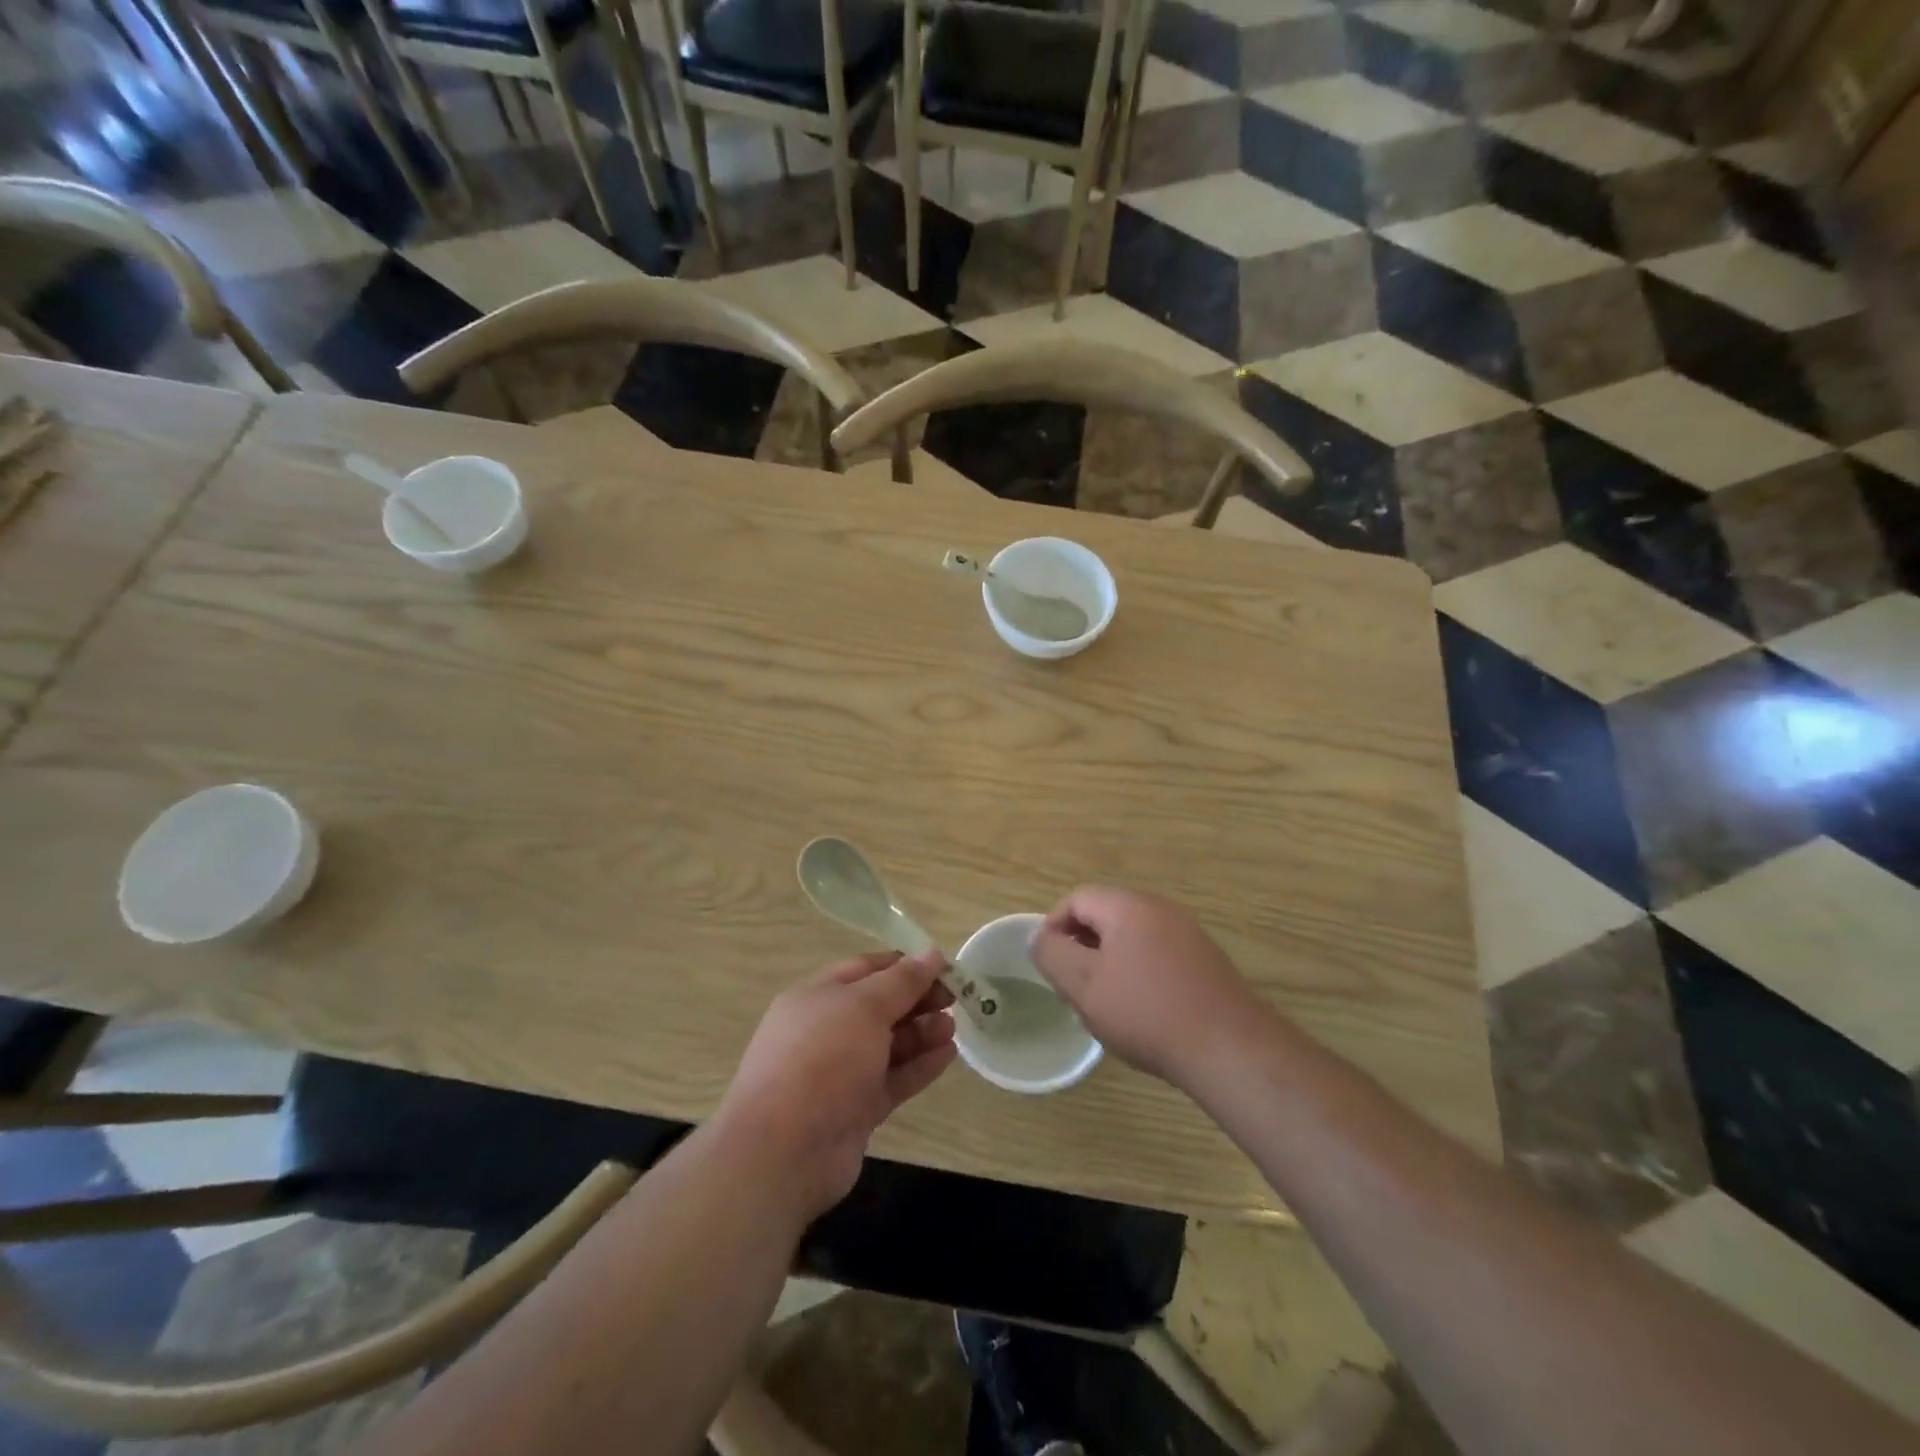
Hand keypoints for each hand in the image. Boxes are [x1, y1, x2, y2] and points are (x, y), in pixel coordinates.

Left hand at [715, 950, 956, 1222]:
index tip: (942, 967)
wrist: (784, 1151)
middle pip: (878, 1007)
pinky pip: (893, 1079)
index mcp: (816, 997)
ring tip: (953, 1027)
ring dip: (921, 1032)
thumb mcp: (864, 1007)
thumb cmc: (822, 1060)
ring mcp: (840, 1073)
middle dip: (916, 1000)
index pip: (865, 969)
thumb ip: (902, 981)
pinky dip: (919, 1066)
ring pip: (888, 1045)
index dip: (903, 965)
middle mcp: (826, 1031)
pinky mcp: (855, 1110)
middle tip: (955, 998)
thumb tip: (932, 953)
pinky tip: (948, 1055)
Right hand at [1029, 887, 1263, 1087]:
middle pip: (1106, 915)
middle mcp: (1161, 910)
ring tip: (1105, 1002)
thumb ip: (1052, 955)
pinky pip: (1158, 955)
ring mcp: (1189, 934)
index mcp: (1129, 907)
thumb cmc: (1147, 1013)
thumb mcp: (1085, 986)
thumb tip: (1041, 937)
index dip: (1054, 926)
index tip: (1049, 964)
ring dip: (1110, 962)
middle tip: (1073, 986)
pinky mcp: (1206, 961)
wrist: (1229, 1049)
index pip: (1077, 898)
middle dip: (1082, 946)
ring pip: (1132, 937)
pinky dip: (1139, 973)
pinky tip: (1142, 1011)